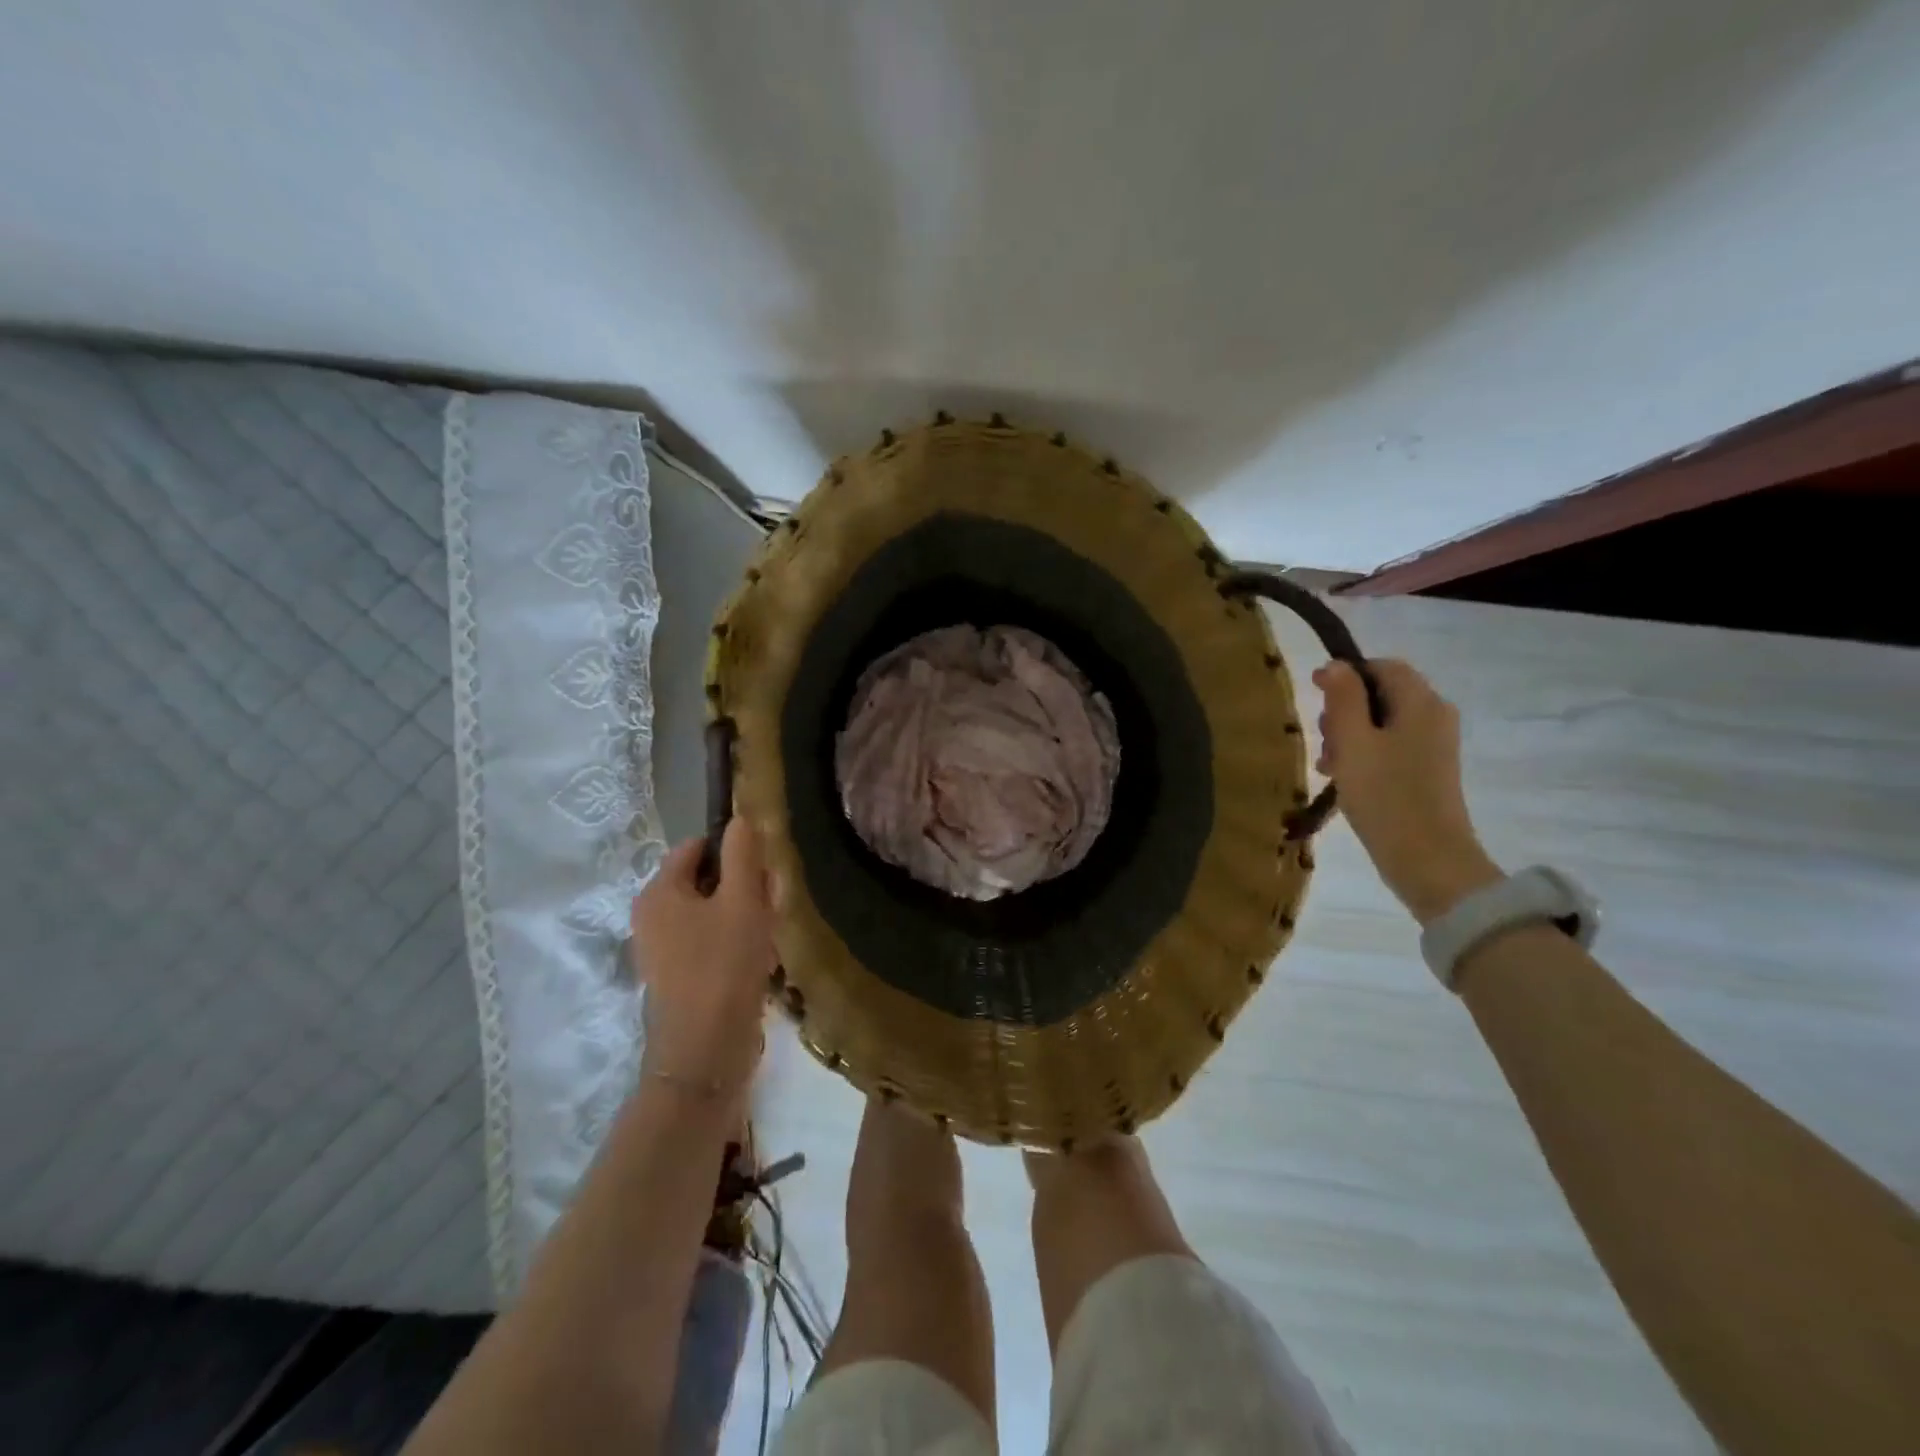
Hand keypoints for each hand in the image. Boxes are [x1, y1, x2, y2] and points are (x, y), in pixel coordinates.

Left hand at [628, 819, 775, 1099]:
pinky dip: (734, 944)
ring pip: (711, 913)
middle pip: (705, 880)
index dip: (733, 851)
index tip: (763, 872)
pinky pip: (709, 942)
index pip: (697, 847)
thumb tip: (741, 818)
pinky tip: (757, 961)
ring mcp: (662, 950)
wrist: (705, 1051)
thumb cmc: (723, 966)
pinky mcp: (677, 977)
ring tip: (767, 938)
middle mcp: (651, 916)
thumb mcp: (742, 901)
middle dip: (742, 888)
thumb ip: (743, 855)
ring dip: (744, 917)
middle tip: (770, 907)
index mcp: (658, 892)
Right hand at [1313, 658, 1501, 923]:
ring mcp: (1434, 747)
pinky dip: (1364, 756)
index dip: (1346, 674)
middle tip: (1322, 740)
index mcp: (1421, 703)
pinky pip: (1390, 748)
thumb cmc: (1385, 795)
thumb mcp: (1353, 742)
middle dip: (1344, 711)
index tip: (1314, 695)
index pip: (1383, 666)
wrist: (1428, 859)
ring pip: (1381, 724)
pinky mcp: (1428, 772)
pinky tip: (1343, 780)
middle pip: (1381, 695)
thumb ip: (1343, 699)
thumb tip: (1335, 665)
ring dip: (1348, 737)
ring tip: (1327, 766)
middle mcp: (1434, 717)